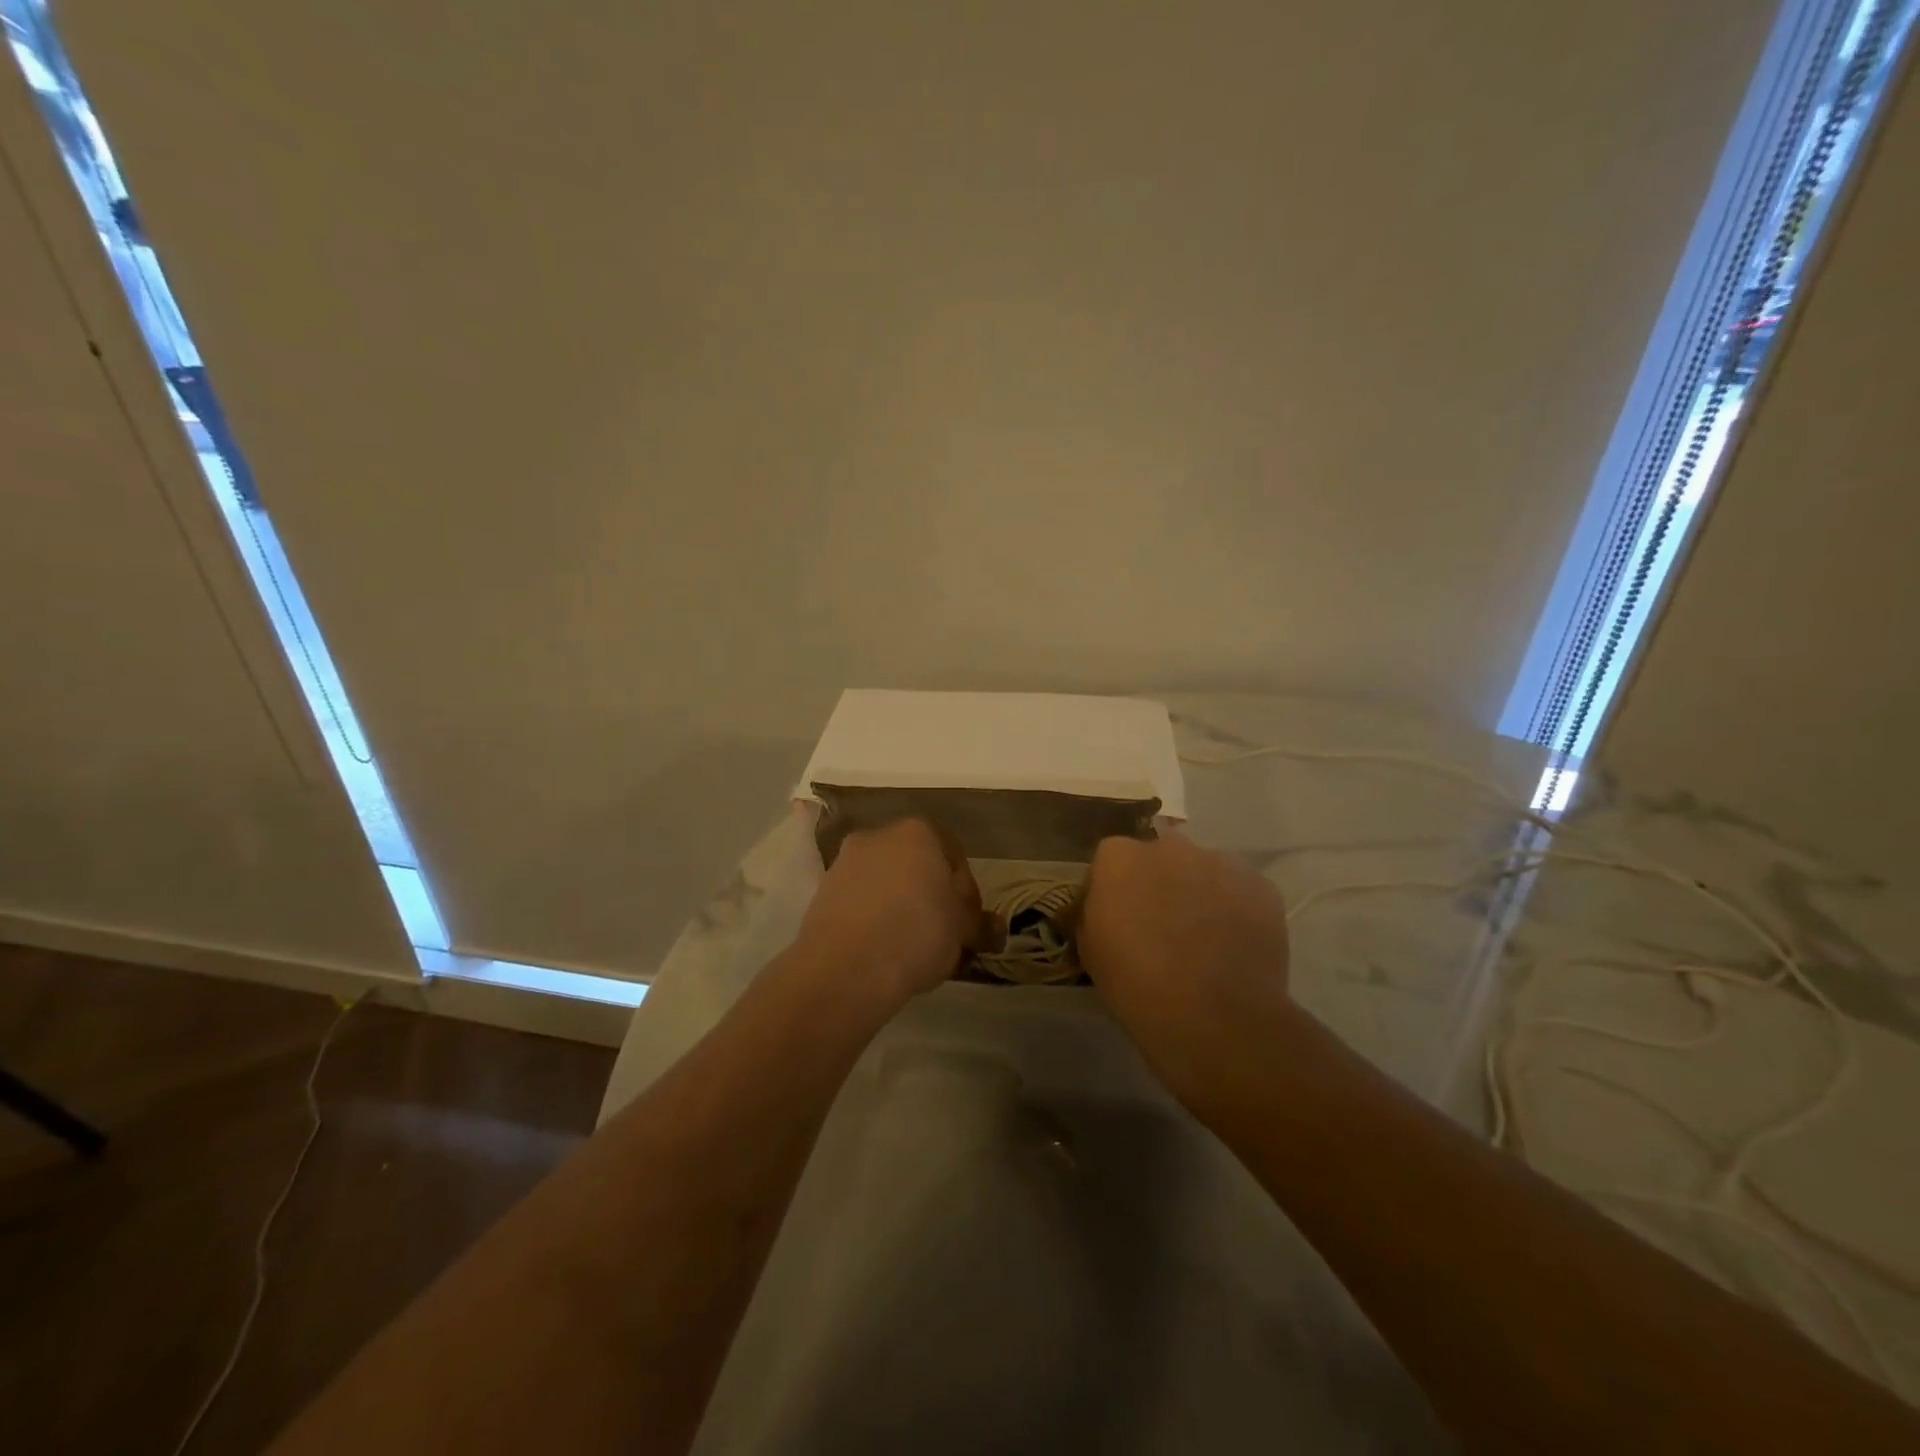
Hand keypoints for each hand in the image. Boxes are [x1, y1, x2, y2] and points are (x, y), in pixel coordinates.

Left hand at [794, 817, 992, 1012]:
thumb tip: (995, 928)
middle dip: (930, 897)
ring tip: (911, 950)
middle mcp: (878, 836)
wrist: (846, 968)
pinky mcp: (821, 893)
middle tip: (943, 936)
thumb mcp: (963, 931)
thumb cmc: (917, 934)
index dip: (966, 893)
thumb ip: (981, 924)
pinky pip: (860, 903)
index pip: (954, 857)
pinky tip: (882, 951)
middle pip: (916, 867)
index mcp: (918, 832)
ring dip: (900, 909)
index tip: (967, 925)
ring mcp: (844, 863)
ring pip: (886, 884)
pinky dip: (873, 920)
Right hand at [1077, 828, 1293, 1108]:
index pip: (1111, 859)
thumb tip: (1104, 907)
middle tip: (1162, 924)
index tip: (1119, 917)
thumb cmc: (1137, 985)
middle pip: (1160, 856)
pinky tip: (1234, 944)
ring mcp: (1219, 861)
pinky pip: (1241, 889)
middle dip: (1159, 881)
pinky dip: (1236, 908)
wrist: (1214, 1017)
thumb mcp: (1091, 948)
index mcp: (1119, 857)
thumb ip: (1094, 912)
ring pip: (1204, 869)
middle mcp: (1168, 847)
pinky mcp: (1261, 885)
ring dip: (1199, 892)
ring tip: (1204, 937)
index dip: (1116, 888)